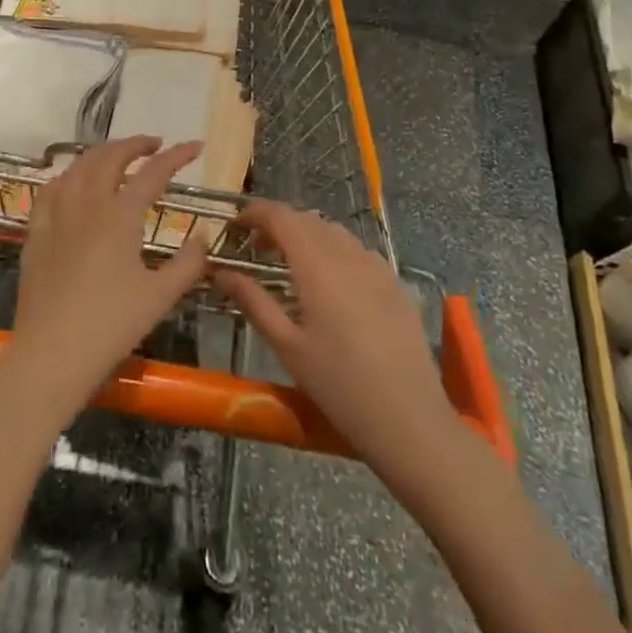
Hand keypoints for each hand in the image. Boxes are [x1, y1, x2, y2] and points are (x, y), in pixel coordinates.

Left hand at [3, 136, 209, 422]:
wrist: (51, 353)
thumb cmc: (111, 326)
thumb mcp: (160, 297)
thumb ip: (188, 263)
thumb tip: (203, 236)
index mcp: (120, 215)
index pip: (154, 172)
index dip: (177, 156)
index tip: (196, 146)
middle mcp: (87, 203)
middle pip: (111, 156)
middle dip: (136, 144)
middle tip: (155, 144)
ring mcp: (57, 213)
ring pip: (79, 165)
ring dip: (102, 153)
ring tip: (118, 156)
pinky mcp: (36, 230)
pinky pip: (51, 187)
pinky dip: (69, 174)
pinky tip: (74, 182)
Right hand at [214, 203, 461, 494]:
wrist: (410, 420)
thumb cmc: (339, 385)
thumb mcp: (288, 347)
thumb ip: (253, 301)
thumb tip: (221, 272)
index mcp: (317, 264)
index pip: (281, 216)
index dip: (255, 213)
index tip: (234, 226)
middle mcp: (347, 253)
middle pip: (306, 219)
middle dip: (277, 224)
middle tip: (255, 248)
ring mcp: (376, 266)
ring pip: (333, 231)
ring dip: (306, 234)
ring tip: (289, 262)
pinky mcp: (394, 283)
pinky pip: (357, 250)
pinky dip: (333, 249)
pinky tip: (329, 281)